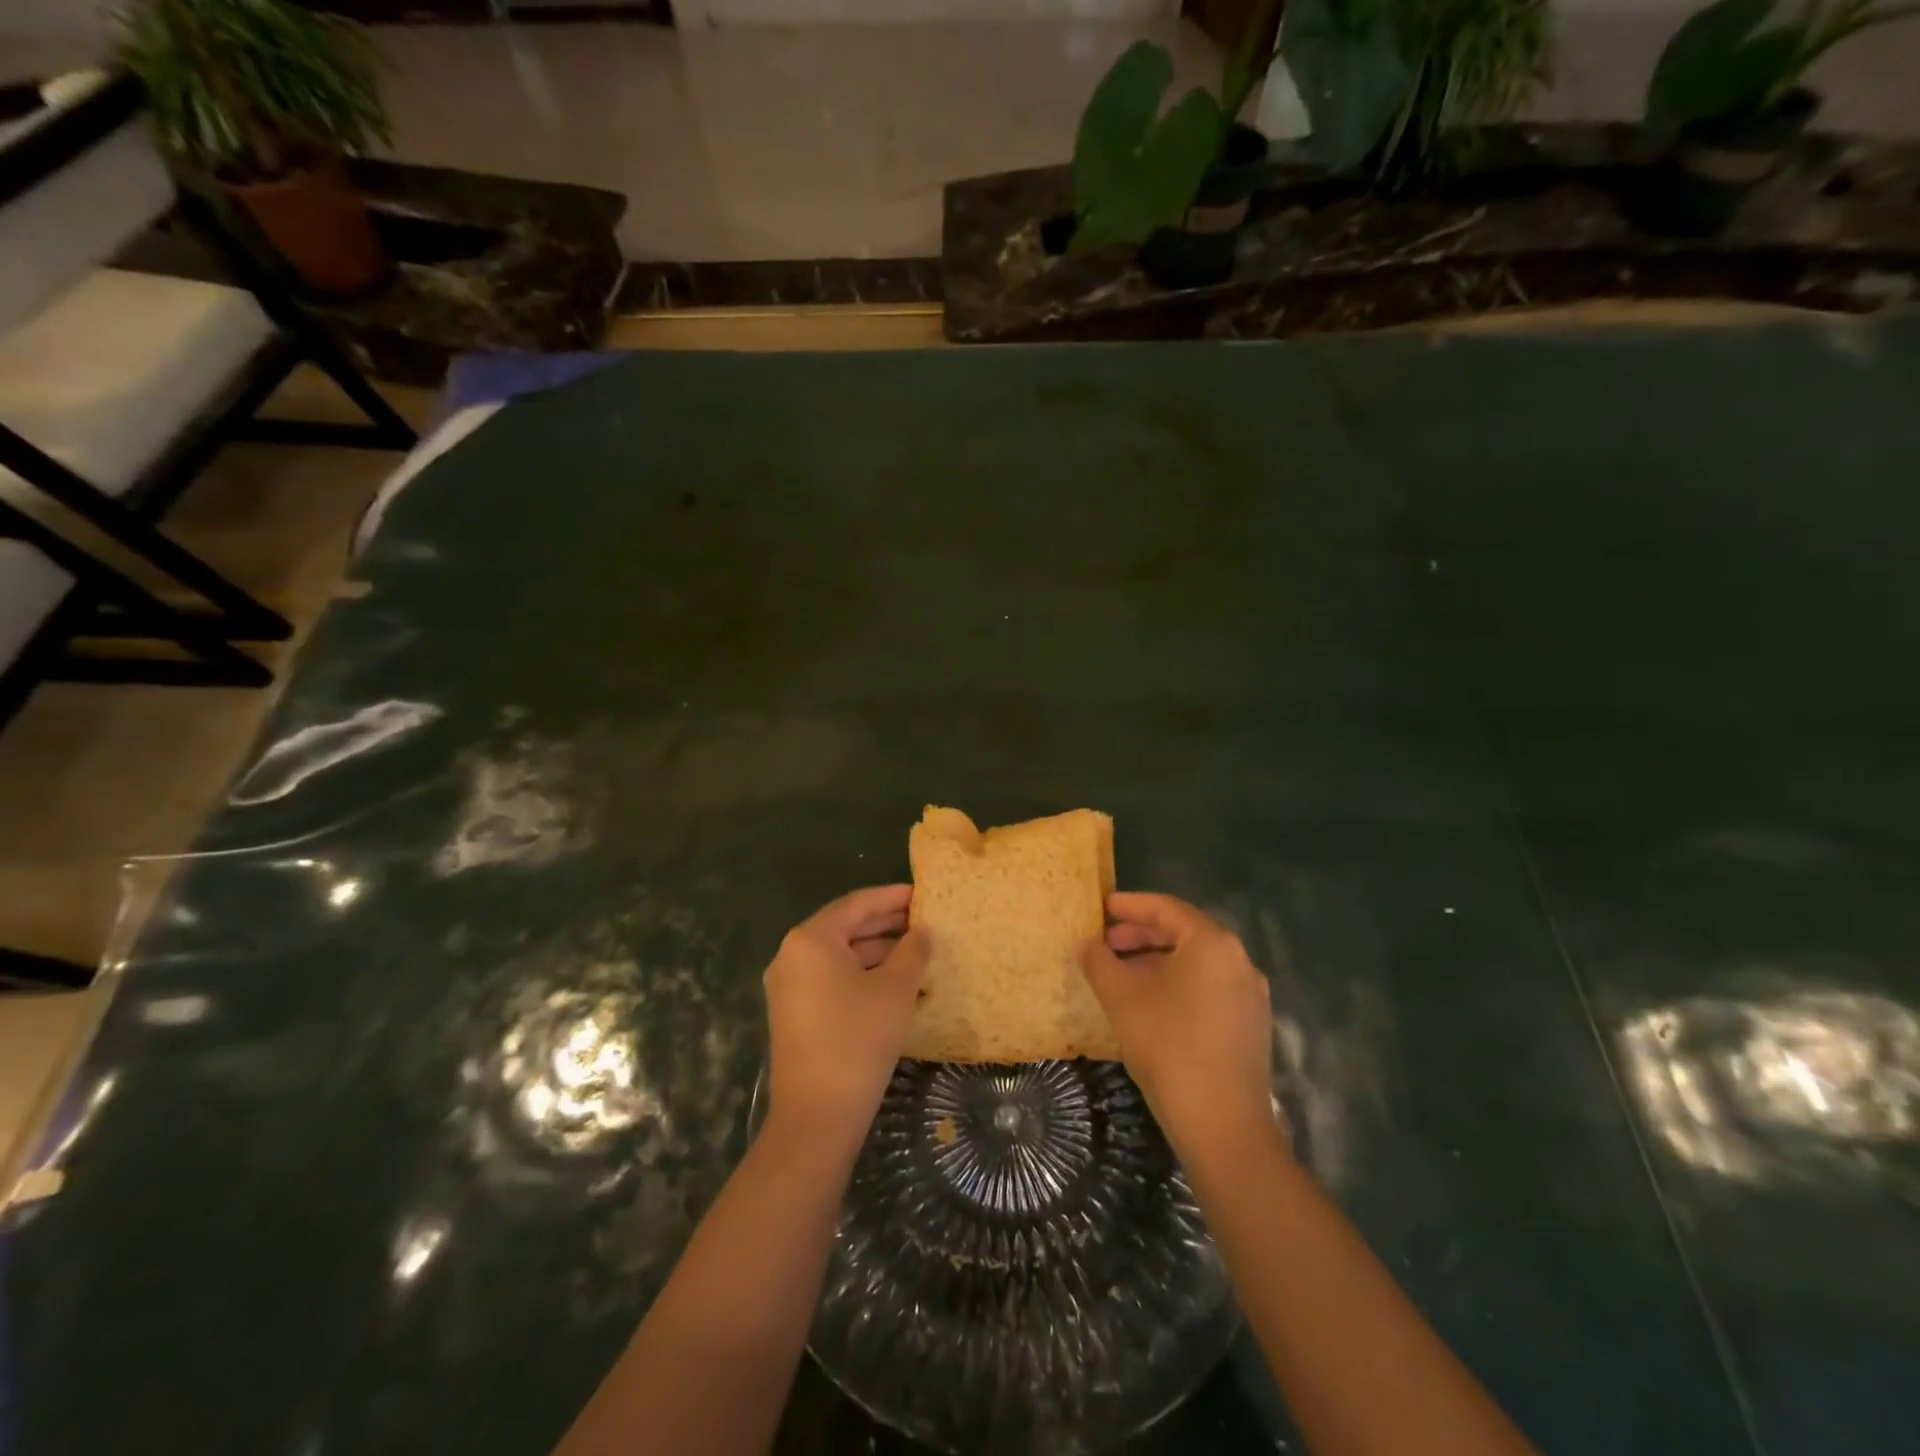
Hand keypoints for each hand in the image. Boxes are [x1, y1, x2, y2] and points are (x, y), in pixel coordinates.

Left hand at [764, 885, 929, 1144]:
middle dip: (886, 924)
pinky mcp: (794, 1013)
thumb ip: (912, 951)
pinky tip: (894, 983)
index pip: (856, 904)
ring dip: (877, 952)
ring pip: (839, 956)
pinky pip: (831, 979)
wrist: (817, 1114)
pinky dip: (862, 974)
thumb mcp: (895, 989)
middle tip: (924, 921)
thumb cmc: (858, 1038)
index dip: (891, 897)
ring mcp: (789, 987)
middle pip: (845, 927)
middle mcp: (792, 955)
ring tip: (917, 952)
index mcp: (810, 939)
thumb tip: (922, 931)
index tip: (922, 893)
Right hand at [1079, 892, 1276, 1163]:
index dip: (1131, 905)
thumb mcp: (1122, 999)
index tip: (1103, 906)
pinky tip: (1151, 1004)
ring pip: (1197, 962)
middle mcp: (1238, 960)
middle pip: (1184, 933)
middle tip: (1107, 943)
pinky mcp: (1251, 1024)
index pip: (1167, 908)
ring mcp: (1250, 994)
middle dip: (1142, 935)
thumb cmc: (1168, 1046)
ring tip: (1122, 975)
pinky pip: (1209, 987)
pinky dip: (1178, 983)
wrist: (1223, 1124)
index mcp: (1212, 943)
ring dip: (1158, 961)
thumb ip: (1099, 963)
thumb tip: (1084, 943)